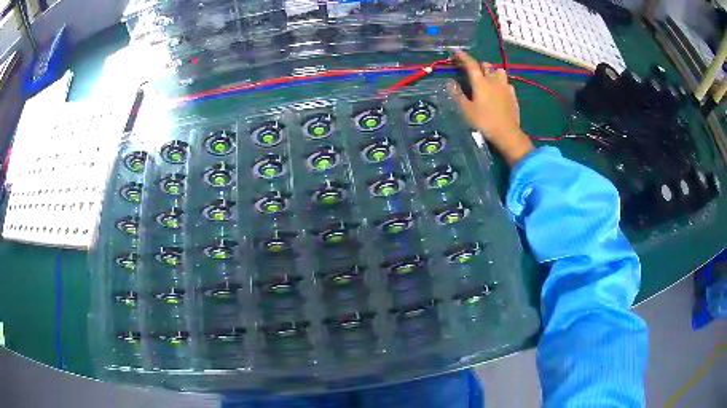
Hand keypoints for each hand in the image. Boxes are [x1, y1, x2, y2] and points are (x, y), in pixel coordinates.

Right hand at [448, 50, 533, 166]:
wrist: (507, 134)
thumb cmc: (484, 122)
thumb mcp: (466, 110)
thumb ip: (457, 94)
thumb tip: (450, 82)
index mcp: (480, 82)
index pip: (470, 64)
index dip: (462, 56)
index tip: (455, 52)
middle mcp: (494, 80)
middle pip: (485, 65)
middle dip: (478, 65)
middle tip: (471, 71)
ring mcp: (505, 87)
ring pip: (498, 71)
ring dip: (492, 72)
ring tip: (487, 79)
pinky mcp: (513, 95)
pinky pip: (506, 83)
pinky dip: (501, 83)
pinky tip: (498, 90)